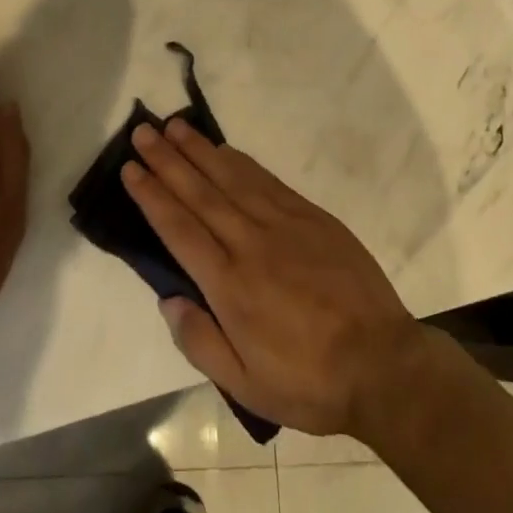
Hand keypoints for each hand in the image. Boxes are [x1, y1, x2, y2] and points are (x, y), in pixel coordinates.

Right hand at [122, 119, 422, 438]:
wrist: (382, 363)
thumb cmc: (308, 380)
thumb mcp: (246, 385)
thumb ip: (201, 342)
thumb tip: (168, 300)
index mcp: (230, 285)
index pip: (179, 229)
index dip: (152, 195)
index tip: (130, 168)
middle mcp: (250, 243)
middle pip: (200, 192)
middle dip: (167, 160)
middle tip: (142, 131)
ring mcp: (282, 223)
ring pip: (230, 177)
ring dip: (199, 149)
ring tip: (174, 126)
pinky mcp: (310, 216)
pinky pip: (265, 180)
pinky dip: (239, 161)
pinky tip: (223, 149)